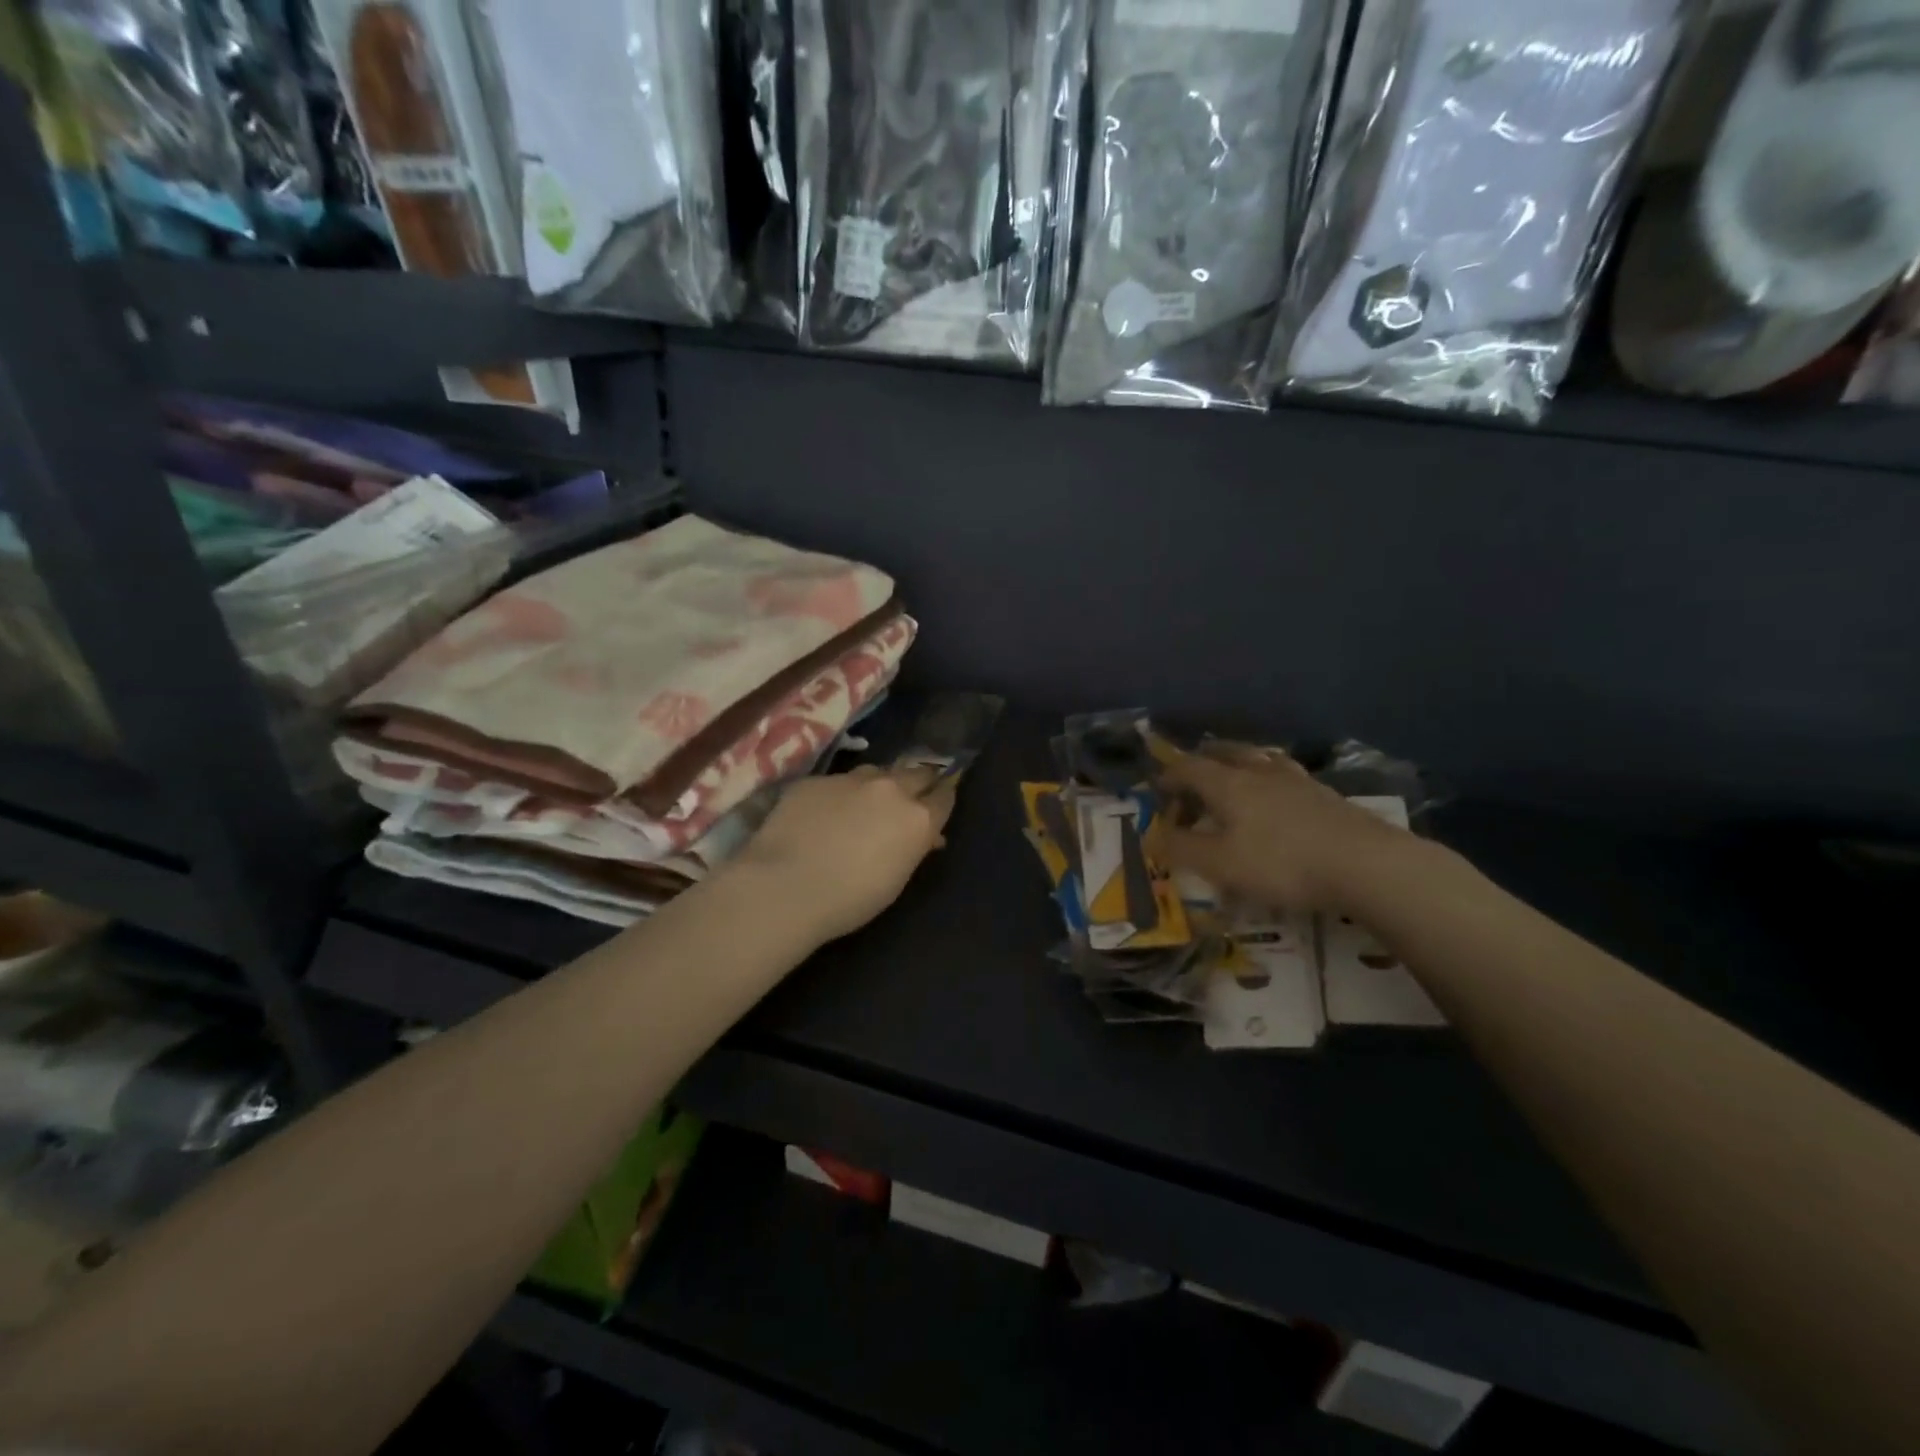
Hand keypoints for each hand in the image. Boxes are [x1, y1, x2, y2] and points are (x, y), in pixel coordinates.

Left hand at [732, 765, 956, 943]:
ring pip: (876, 771)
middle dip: (918, 783)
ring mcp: (850, 779)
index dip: (943, 798)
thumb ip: (913, 849)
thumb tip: (925, 837)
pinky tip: (822, 814)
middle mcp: (890, 789)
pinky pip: (836, 782)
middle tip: (910, 798)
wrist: (785, 887)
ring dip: (878, 784)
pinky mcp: (815, 780)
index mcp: (917, 818)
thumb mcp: (895, 880)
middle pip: (916, 773)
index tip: (939, 803)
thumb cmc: (850, 900)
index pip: (945, 795)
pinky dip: (838, 795)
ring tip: (865, 804)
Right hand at [1158, 744, 1416, 913]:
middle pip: (1224, 752)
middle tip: (1191, 774)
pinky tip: (1276, 794)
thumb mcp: (1220, 864)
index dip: (1168, 776)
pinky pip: (1284, 773)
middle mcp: (1259, 771)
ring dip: (1237, 762)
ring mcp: (1296, 780)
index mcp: (1228, 783)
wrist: (1365, 864)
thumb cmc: (1281, 864)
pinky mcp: (1324, 794)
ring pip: (1258, 758)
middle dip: (1202, 760)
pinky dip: (1268, 777)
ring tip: (1233, 774)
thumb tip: (1155, 836)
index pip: (1188, 768)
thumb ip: (1182, 849)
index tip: (1157, 789)